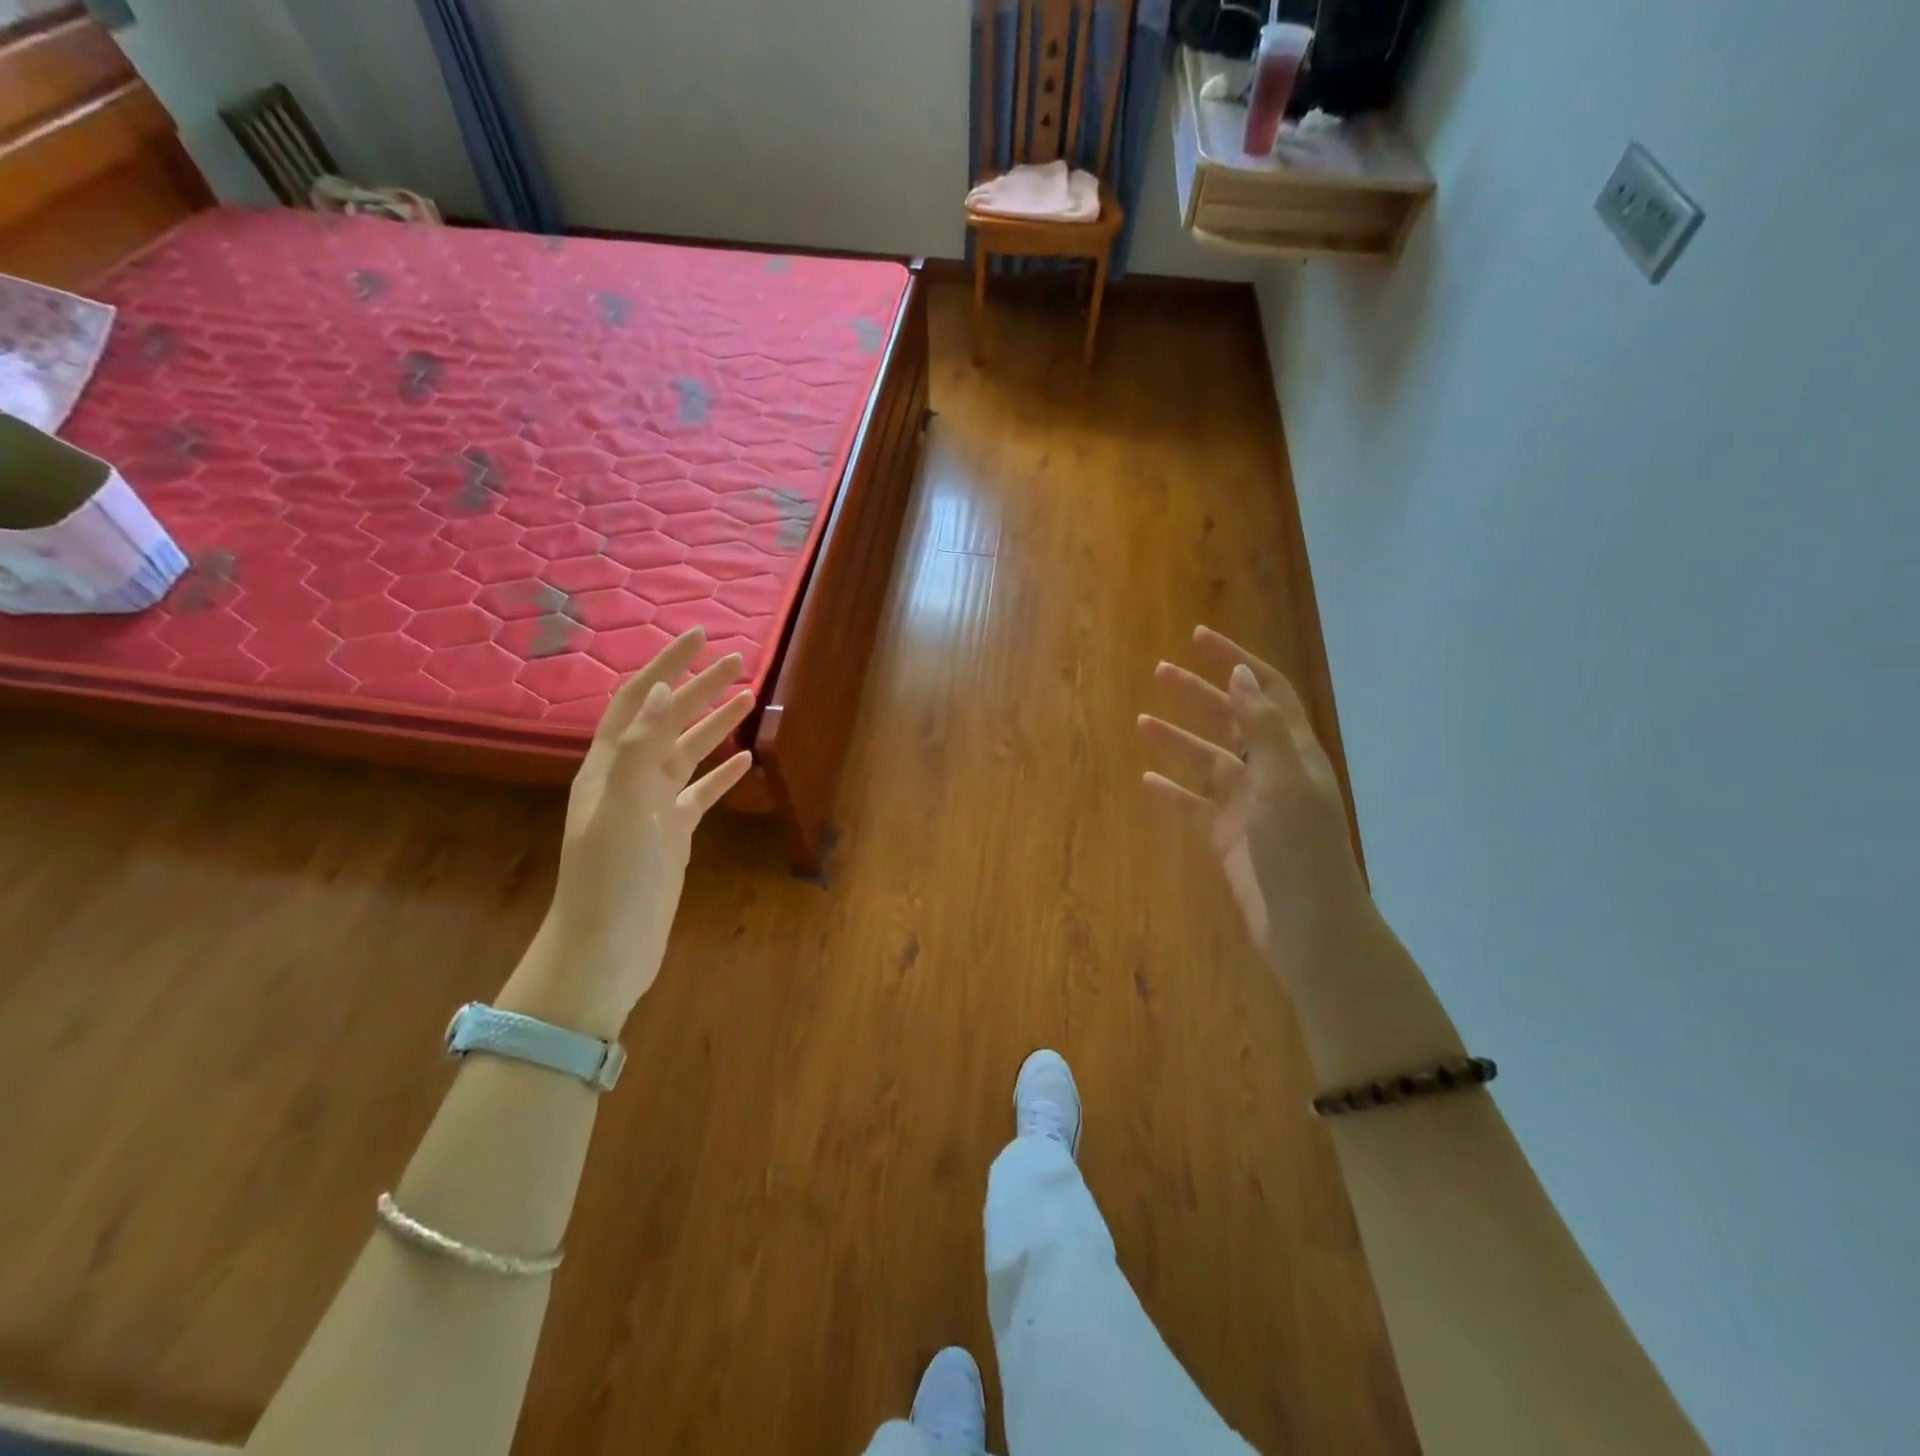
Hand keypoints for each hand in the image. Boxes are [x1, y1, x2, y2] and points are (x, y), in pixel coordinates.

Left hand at [506, 627, 753, 1037]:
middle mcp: (629, 779)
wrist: (607, 948)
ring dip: (714, 724)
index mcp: (609, 767)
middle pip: (667, 720)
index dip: (665, 666)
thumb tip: (659, 688)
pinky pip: (700, 793)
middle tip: (738, 661)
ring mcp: (652, 808)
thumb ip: (640, 748)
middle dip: (699, 687)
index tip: (698, 636)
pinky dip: (722, 773)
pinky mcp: (672, 835)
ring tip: (747, 698)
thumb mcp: (622, 808)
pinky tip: (745, 760)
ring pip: (687, 753)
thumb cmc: (611, 878)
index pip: (638, 701)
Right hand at [1138, 626, 1363, 971]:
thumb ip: (1264, 727)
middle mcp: (1271, 773)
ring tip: (1142, 721)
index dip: (1235, 661)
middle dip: (1199, 693)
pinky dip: (1171, 792)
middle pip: (1232, 720)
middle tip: (1159, 672)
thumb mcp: (1286, 781)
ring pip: (1208, 761)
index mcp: (1293, 753)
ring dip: (1178, 739)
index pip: (1266, 691)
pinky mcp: (1227, 838)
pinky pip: (1193, 806)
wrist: (1309, 927)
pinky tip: (1146, 781)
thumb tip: (1240, 674)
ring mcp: (1248, 807)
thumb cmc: (1302, 849)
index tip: (1198, 639)